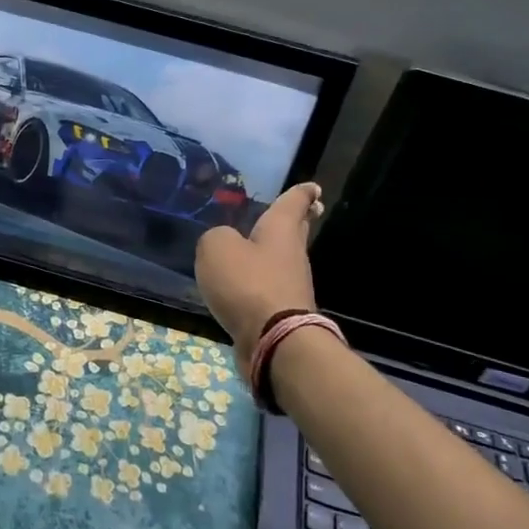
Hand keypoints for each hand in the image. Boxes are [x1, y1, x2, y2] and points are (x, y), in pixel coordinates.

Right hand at [194, 181, 324, 347]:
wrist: (273, 341)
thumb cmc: (248, 283)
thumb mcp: (216, 248)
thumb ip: (215, 238)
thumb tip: (223, 245)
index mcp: (281, 230)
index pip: (293, 203)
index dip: (301, 193)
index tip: (313, 187)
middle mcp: (292, 254)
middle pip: (296, 231)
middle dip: (298, 220)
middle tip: (304, 209)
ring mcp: (291, 286)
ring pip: (283, 260)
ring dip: (274, 253)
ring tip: (258, 246)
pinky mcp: (282, 313)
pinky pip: (270, 288)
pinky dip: (261, 282)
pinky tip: (245, 283)